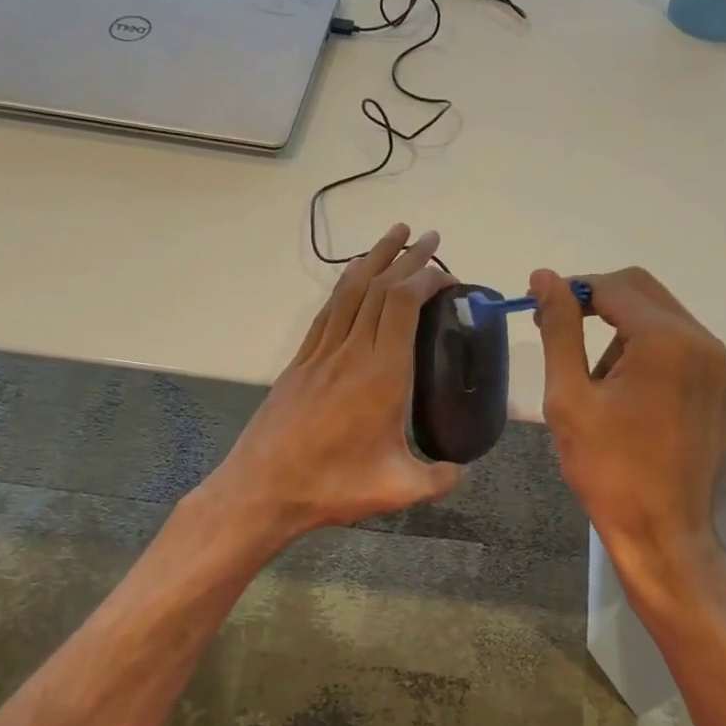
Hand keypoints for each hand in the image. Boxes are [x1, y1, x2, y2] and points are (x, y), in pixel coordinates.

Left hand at [203, 224, 462, 542]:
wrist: (262, 489)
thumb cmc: (332, 486)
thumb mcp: (397, 490)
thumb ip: (439, 479)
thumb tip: (463, 470)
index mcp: (382, 374)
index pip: (402, 303)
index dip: (426, 278)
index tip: (448, 276)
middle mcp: (351, 352)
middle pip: (378, 287)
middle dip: (407, 257)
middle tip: (430, 237)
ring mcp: (321, 353)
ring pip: (349, 291)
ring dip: (374, 258)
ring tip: (394, 235)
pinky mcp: (300, 362)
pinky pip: (327, 311)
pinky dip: (345, 285)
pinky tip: (353, 279)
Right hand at [529, 266, 725, 556]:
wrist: (661, 532)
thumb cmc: (607, 468)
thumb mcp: (569, 397)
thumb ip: (560, 329)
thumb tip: (546, 277)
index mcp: (667, 340)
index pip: (614, 286)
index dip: (573, 290)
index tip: (541, 307)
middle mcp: (706, 344)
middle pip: (645, 294)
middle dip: (601, 305)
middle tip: (565, 336)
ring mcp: (724, 370)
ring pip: (667, 322)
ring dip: (628, 335)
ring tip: (602, 385)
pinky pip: (688, 353)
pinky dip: (656, 359)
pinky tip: (636, 401)